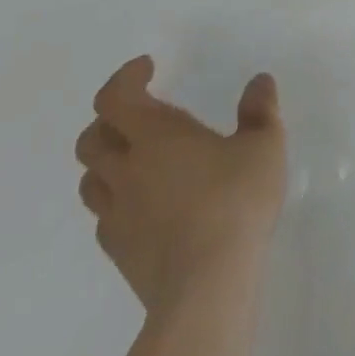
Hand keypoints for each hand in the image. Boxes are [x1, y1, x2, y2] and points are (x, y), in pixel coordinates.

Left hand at [75, 57, 287, 314]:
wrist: (206, 287)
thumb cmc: (235, 201)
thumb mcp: (263, 144)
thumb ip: (260, 110)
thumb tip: (259, 82)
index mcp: (155, 135)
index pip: (114, 98)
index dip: (124, 78)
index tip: (148, 68)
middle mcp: (126, 170)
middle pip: (91, 139)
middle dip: (110, 119)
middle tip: (142, 113)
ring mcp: (118, 215)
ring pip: (91, 180)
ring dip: (108, 161)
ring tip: (140, 158)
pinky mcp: (120, 254)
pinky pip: (105, 217)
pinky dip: (118, 200)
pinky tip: (148, 204)